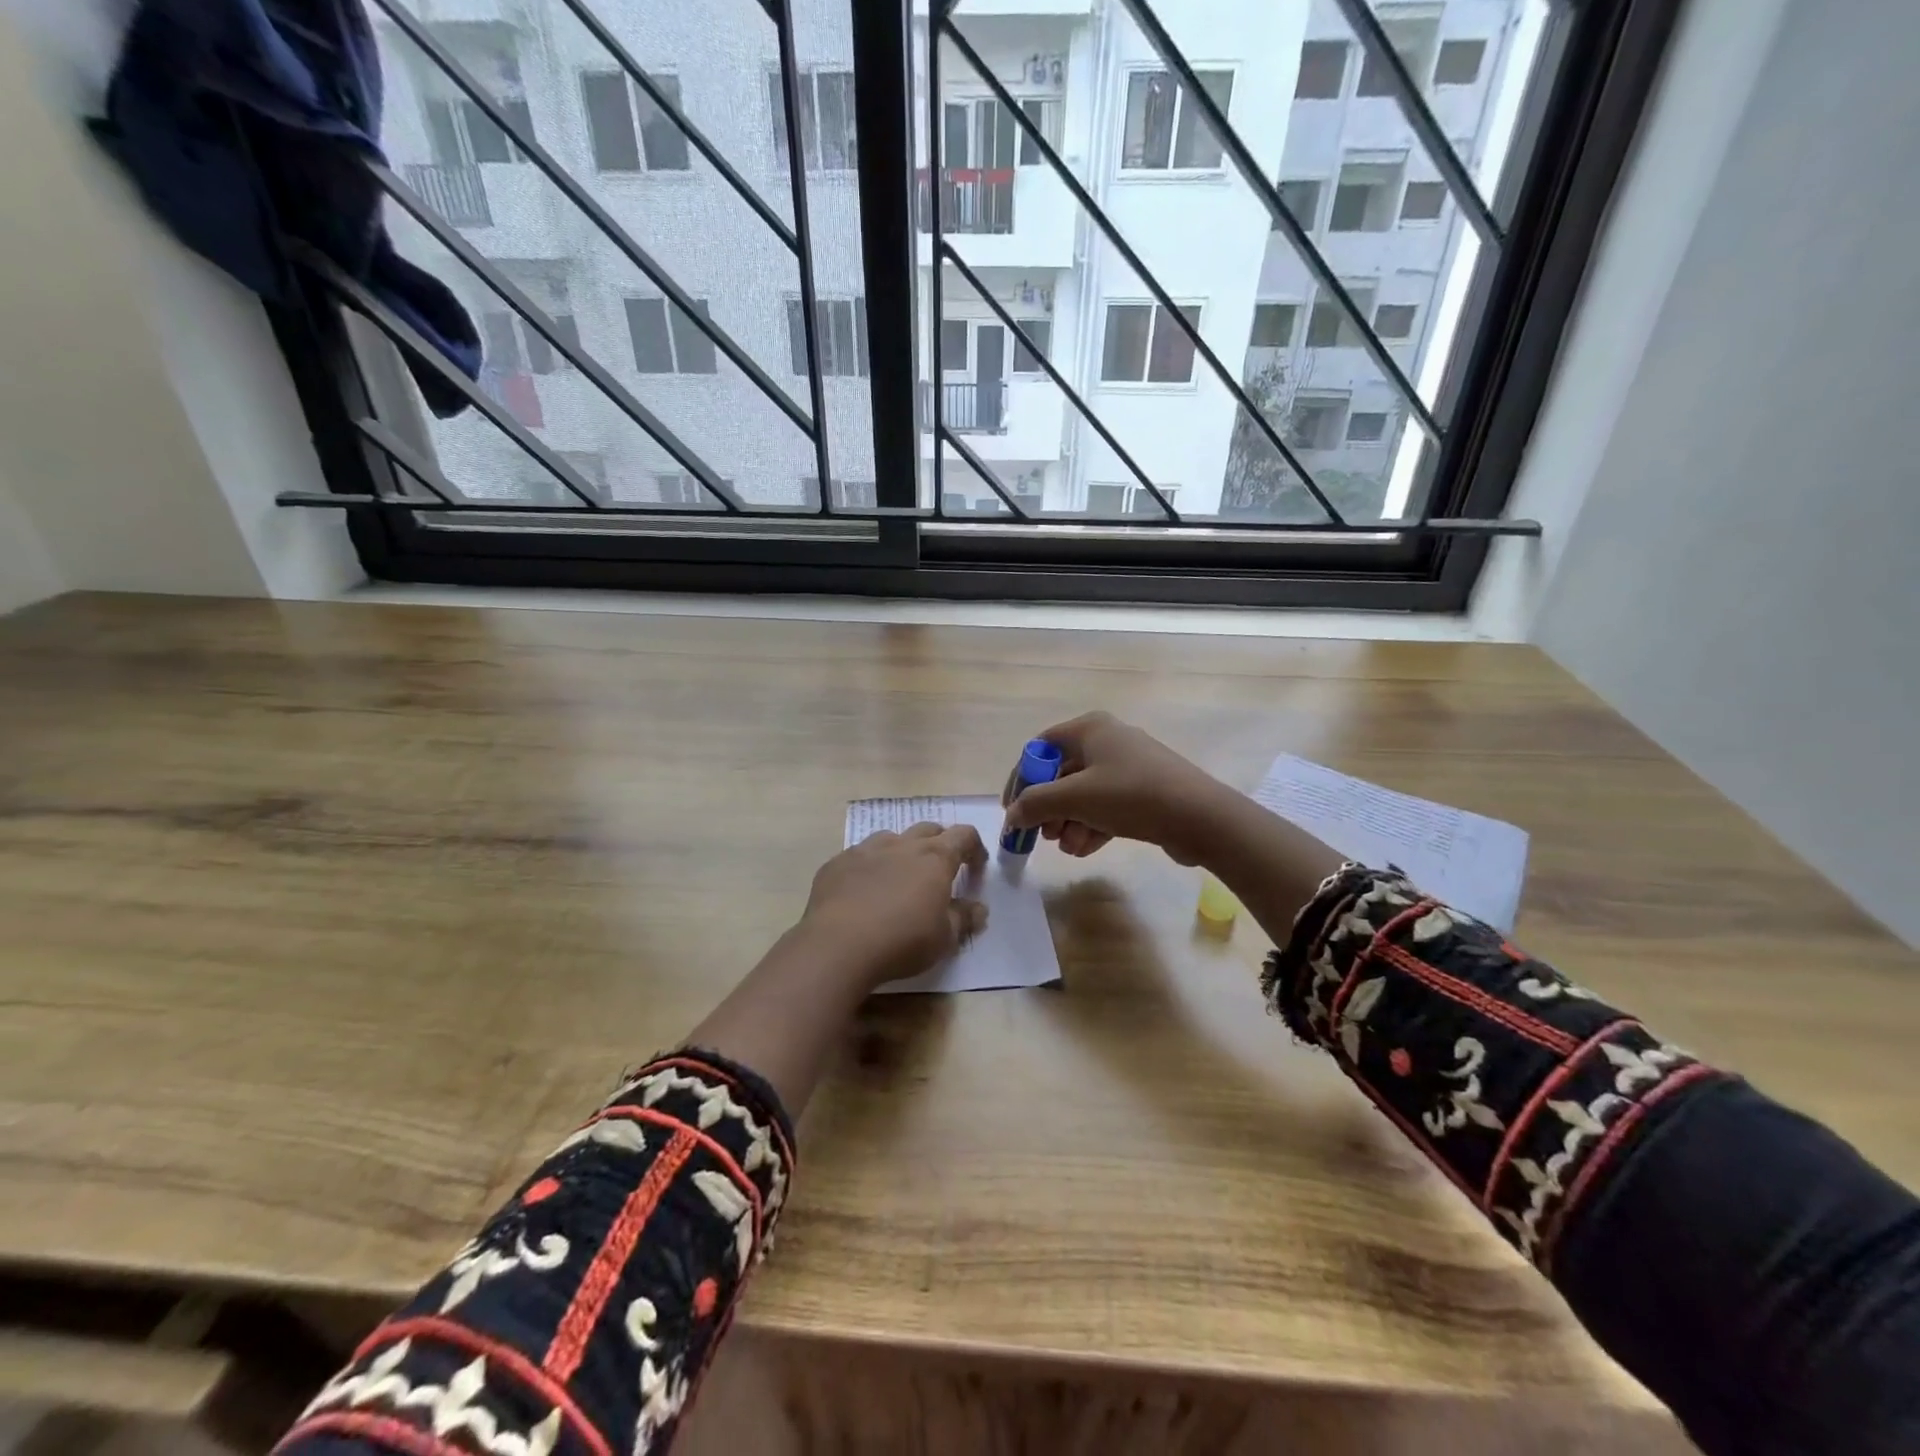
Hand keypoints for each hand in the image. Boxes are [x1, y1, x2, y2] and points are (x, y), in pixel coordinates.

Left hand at [797, 823, 988, 989]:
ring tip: (900, 878)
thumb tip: (979, 909)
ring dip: (903, 851)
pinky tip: (864, 891)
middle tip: (940, 871)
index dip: (974, 848)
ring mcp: (866, 849)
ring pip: (892, 838)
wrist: (838, 945)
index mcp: (934, 858)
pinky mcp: (838, 862)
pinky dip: (870, 867)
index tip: (975, 868)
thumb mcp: (944, 938)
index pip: (964, 835)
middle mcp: (902, 844)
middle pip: (929, 829)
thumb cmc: (902, 940)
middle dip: (940, 844)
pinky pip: (860, 856)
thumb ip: (964, 918)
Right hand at [1001, 712, 1232, 864]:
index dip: (1022, 779)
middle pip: (1062, 774)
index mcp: (1090, 729)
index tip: (1014, 811)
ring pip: (1084, 794)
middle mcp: (1108, 741)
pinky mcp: (1145, 792)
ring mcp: (1129, 767)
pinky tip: (1085, 850)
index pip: (1040, 748)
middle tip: (1043, 836)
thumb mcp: (1075, 798)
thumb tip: (1012, 815)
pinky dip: (1092, 826)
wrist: (1201, 817)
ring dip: (1070, 822)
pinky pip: (1106, 806)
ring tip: (1069, 848)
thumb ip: (1035, 804)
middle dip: (1049, 808)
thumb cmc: (1131, 795)